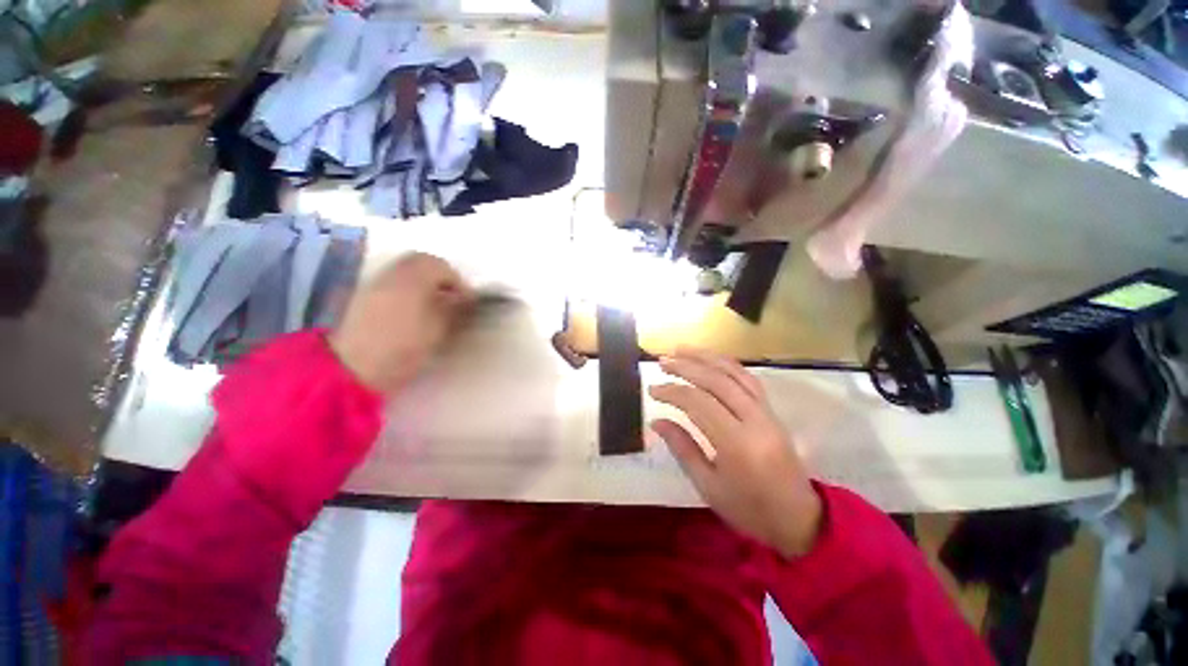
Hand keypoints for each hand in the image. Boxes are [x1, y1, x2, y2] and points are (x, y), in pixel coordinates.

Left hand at [330, 253, 471, 393]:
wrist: (353, 366)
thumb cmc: (404, 344)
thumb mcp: (439, 328)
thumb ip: (455, 308)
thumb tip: (466, 299)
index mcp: (414, 275)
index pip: (442, 267)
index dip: (459, 283)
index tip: (468, 302)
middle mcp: (393, 272)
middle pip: (422, 264)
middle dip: (441, 279)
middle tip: (453, 300)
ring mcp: (375, 283)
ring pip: (406, 274)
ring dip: (425, 285)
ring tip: (435, 309)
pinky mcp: (363, 298)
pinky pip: (393, 285)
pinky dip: (408, 292)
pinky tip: (413, 314)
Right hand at [649, 349, 822, 557]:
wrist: (799, 520)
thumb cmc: (749, 509)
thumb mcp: (708, 485)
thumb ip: (682, 448)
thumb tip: (656, 421)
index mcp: (737, 444)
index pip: (698, 403)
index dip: (672, 392)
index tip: (652, 390)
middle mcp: (755, 420)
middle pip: (716, 381)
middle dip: (686, 367)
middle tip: (662, 362)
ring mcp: (767, 413)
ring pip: (735, 373)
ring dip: (706, 357)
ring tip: (681, 350)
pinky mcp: (772, 411)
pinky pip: (748, 379)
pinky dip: (727, 365)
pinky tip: (710, 360)